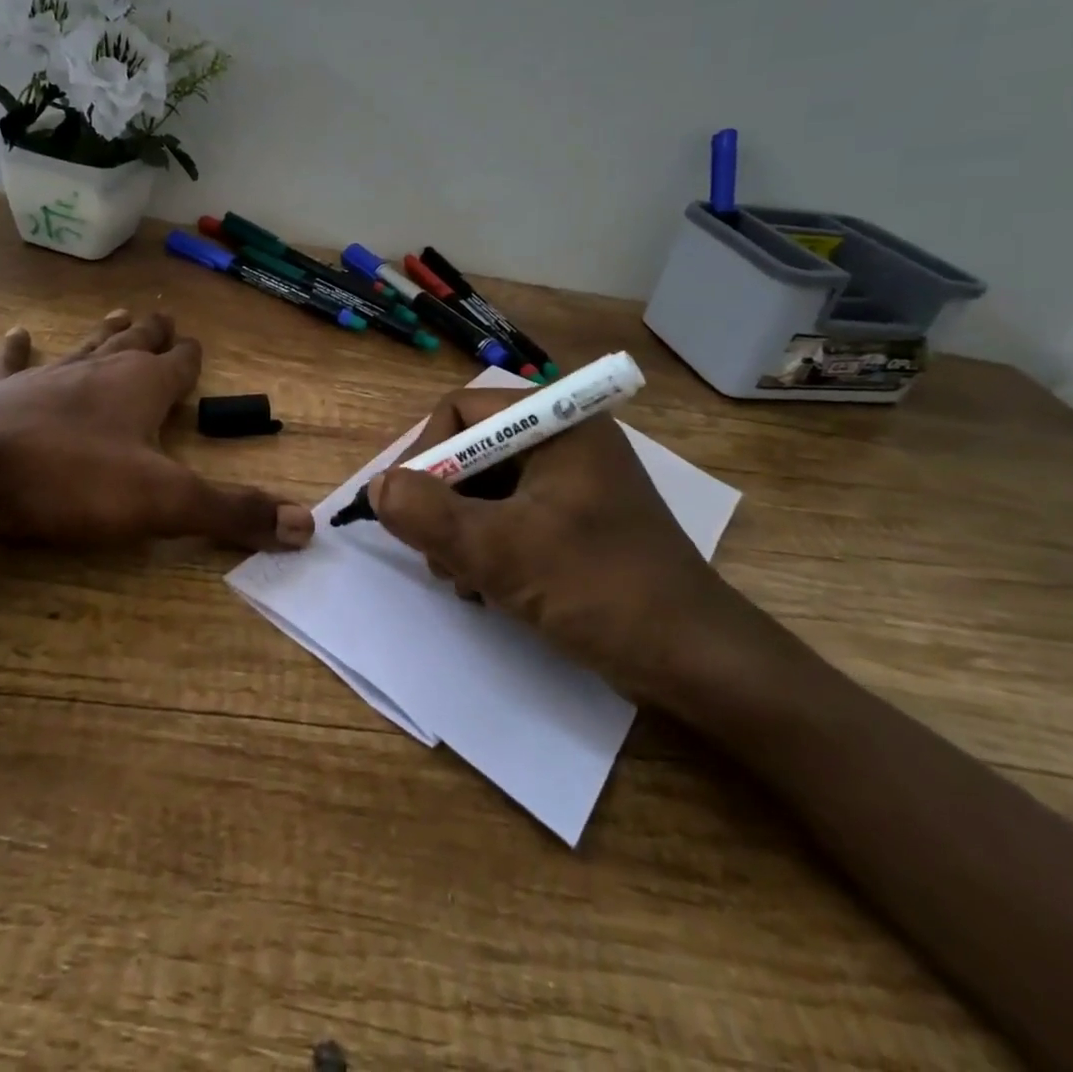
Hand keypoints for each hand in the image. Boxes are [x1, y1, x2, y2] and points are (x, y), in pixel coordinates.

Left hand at [0, 309, 313, 552]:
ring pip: (84, 347)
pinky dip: (17, 350)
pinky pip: (13, 364)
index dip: (190, 358)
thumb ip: (233, 512)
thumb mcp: (164, 503)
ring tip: (118, 313)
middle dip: (151, 334)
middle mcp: (97, 372)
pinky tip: (17, 333)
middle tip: (162, 316)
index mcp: (141, 388)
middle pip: (133, 345)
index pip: (178, 365)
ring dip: (104, 333)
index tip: (197, 346)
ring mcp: (45, 378)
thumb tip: (307, 527)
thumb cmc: (71, 481)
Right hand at [367, 389, 782, 713]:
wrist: (696, 662)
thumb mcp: (500, 552)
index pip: (462, 410)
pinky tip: (486, 586)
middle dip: (442, 502)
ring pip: (486, 487)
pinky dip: (487, 545)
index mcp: (559, 423)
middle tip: (435, 553)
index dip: (426, 454)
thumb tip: (377, 486)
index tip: (410, 508)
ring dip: (460, 530)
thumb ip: (428, 513)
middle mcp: (566, 440)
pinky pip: (510, 515)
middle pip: (471, 449)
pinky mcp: (577, 520)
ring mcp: (574, 481)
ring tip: (462, 578)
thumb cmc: (600, 590)